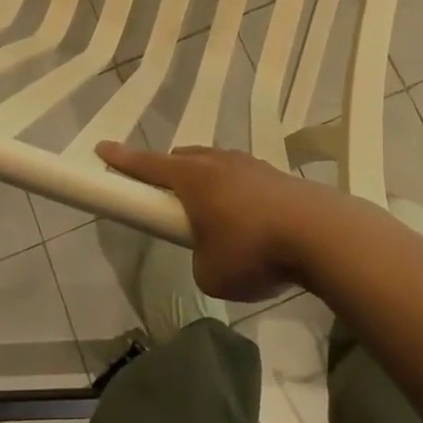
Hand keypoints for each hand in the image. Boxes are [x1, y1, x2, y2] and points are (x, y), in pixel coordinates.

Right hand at [96, 141, 347, 301]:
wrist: (320, 234)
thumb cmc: (253, 250)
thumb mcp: (211, 274)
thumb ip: (200, 260)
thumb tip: (211, 252)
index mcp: (192, 178)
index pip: (147, 165)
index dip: (122, 160)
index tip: (102, 148)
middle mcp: (217, 162)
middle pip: (183, 159)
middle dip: (169, 172)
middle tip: (167, 196)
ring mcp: (250, 165)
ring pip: (216, 164)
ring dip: (207, 181)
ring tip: (213, 214)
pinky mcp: (276, 176)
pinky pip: (243, 177)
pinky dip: (237, 193)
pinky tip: (250, 220)